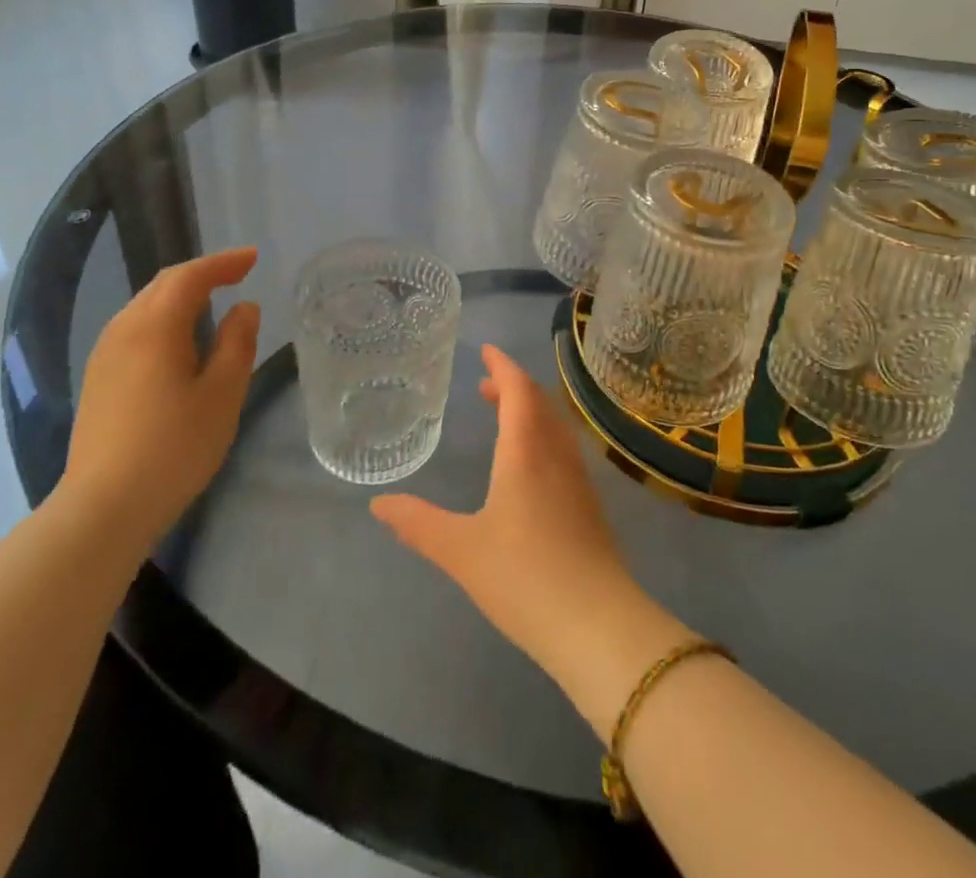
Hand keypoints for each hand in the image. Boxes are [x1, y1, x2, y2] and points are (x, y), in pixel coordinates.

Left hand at [60, 247, 261, 549]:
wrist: (104, 507)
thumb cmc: (174, 447)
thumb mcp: (223, 393)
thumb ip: (237, 343)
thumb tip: (244, 308)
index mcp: (155, 327)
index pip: (190, 276)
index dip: (223, 263)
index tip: (253, 258)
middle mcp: (123, 330)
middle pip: (162, 285)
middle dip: (201, 273)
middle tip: (237, 273)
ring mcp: (104, 355)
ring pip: (144, 306)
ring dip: (180, 295)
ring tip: (212, 301)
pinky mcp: (97, 380)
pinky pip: (134, 328)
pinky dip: (163, 317)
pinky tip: (178, 339)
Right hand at [370, 345, 654, 681]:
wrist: (596, 624)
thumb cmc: (524, 577)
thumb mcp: (461, 550)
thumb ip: (418, 524)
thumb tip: (379, 504)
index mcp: (526, 451)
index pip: (518, 390)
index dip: (503, 366)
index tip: (487, 351)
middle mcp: (556, 453)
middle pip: (539, 402)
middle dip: (513, 386)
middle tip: (486, 386)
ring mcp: (578, 478)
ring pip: (555, 425)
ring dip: (530, 410)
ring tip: (504, 417)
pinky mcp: (589, 504)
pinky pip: (564, 447)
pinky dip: (543, 434)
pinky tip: (531, 465)